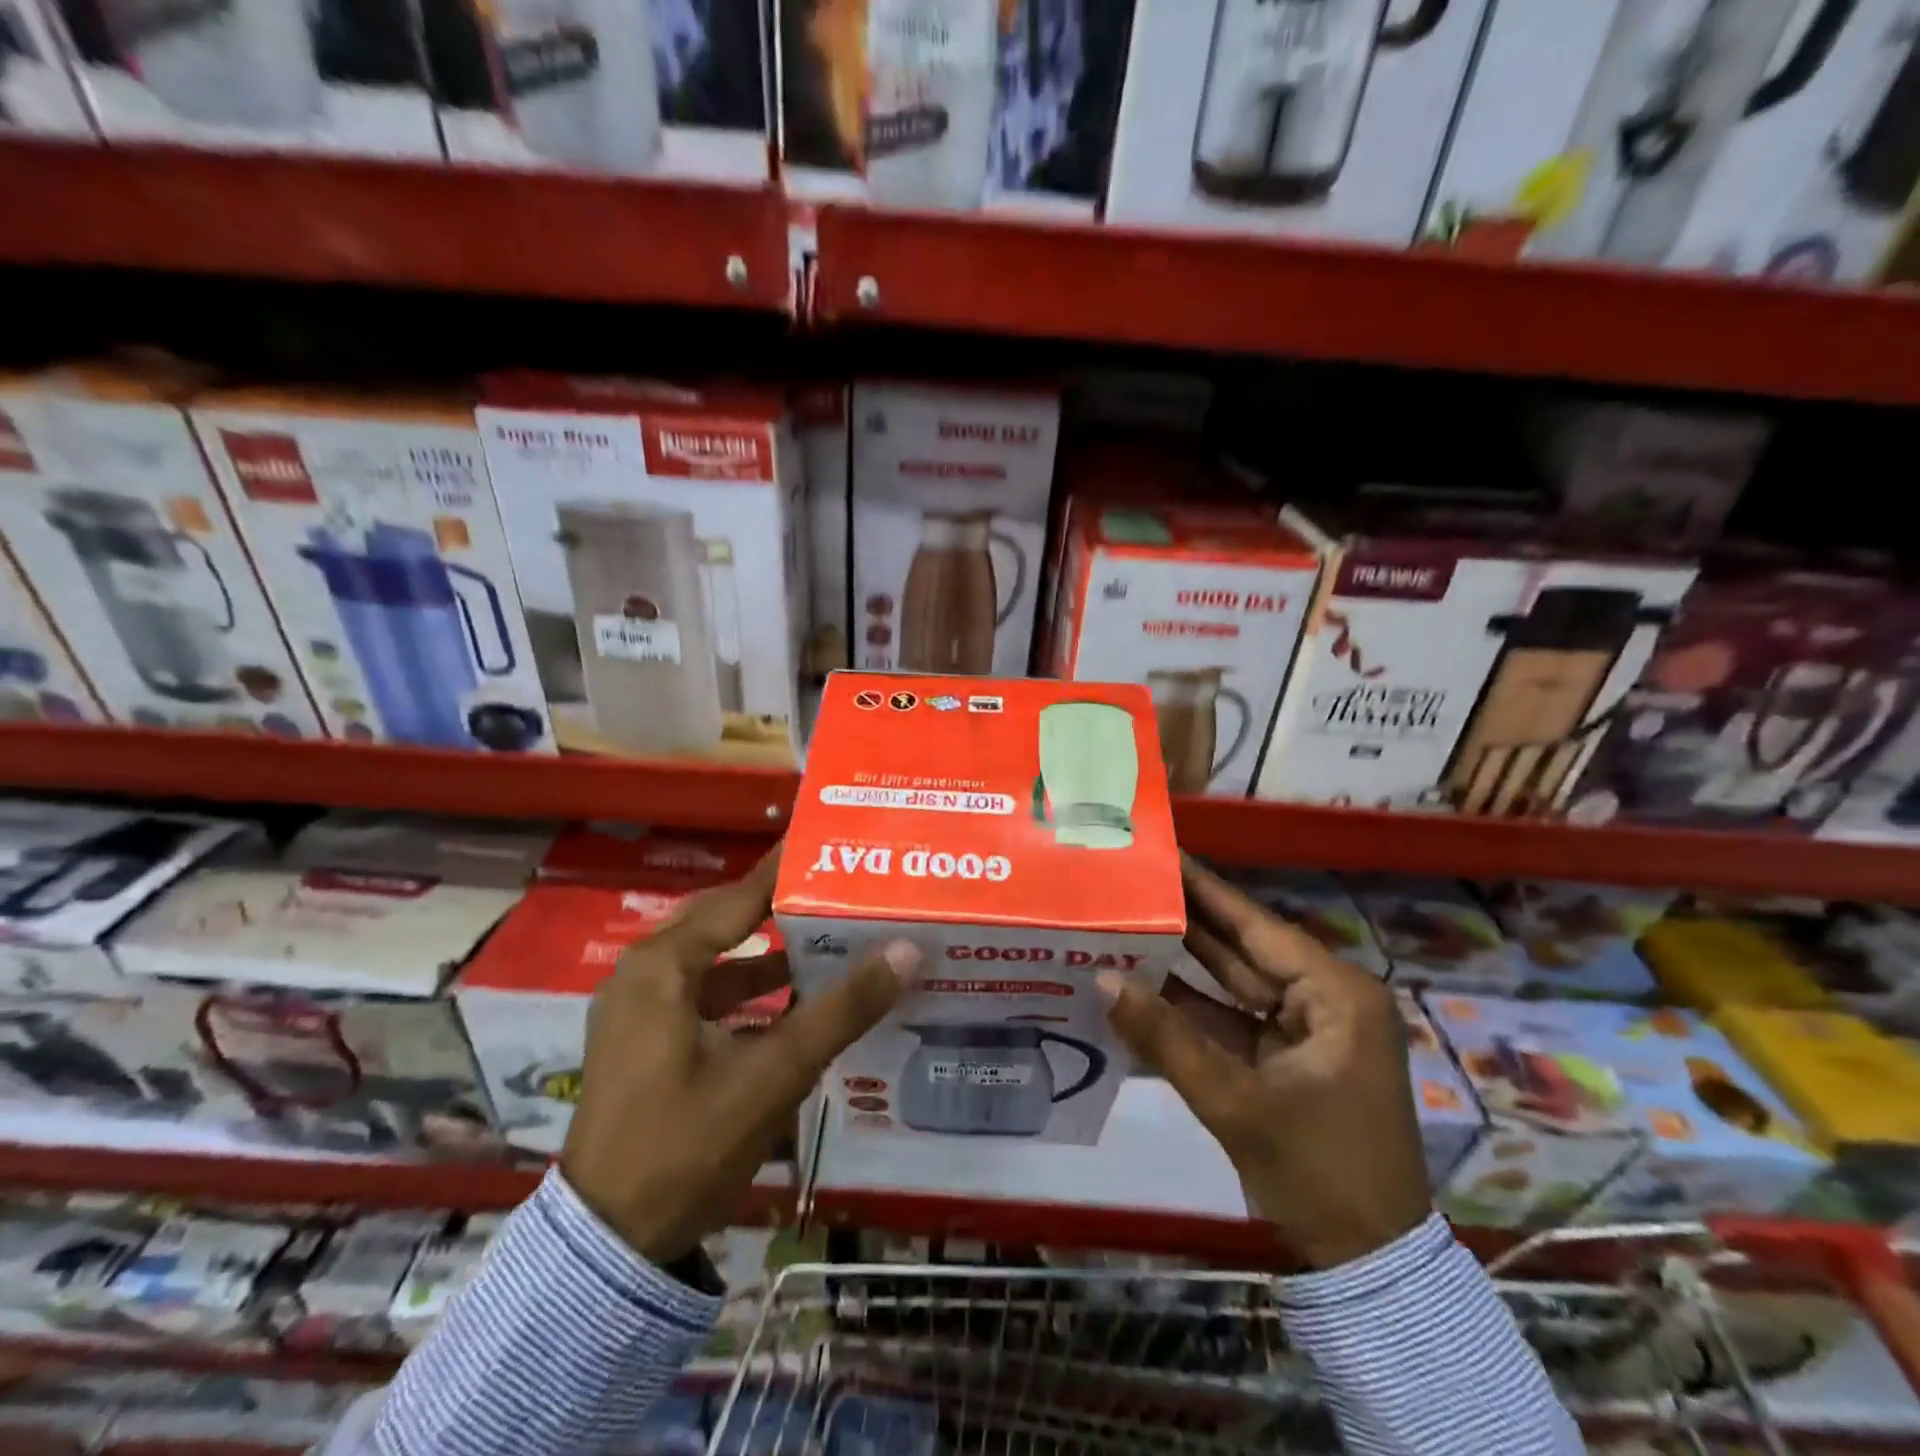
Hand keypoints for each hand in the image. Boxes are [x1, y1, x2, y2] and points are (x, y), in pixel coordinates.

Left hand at [561, 849, 918, 1264]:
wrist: (608, 1247)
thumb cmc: (685, 1145)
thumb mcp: (773, 1074)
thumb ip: (841, 1010)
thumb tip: (906, 950)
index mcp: (664, 965)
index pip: (740, 895)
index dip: (788, 869)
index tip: (831, 841)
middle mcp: (646, 973)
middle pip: (728, 922)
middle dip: (786, 909)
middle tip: (843, 891)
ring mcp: (641, 1009)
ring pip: (719, 962)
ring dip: (771, 956)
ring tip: (833, 942)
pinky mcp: (647, 1041)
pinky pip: (707, 995)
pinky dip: (750, 993)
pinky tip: (796, 1004)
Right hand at [1101, 859, 1430, 1269]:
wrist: (1367, 1265)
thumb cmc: (1318, 1171)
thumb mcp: (1235, 1101)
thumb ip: (1165, 1037)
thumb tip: (1102, 979)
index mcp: (1335, 995)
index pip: (1257, 925)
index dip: (1207, 890)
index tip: (1165, 855)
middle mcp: (1325, 1001)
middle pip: (1244, 949)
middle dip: (1189, 922)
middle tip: (1135, 884)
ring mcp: (1307, 1033)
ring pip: (1235, 986)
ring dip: (1184, 966)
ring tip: (1128, 926)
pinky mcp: (1288, 1062)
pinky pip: (1233, 1022)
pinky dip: (1192, 1012)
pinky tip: (1144, 989)